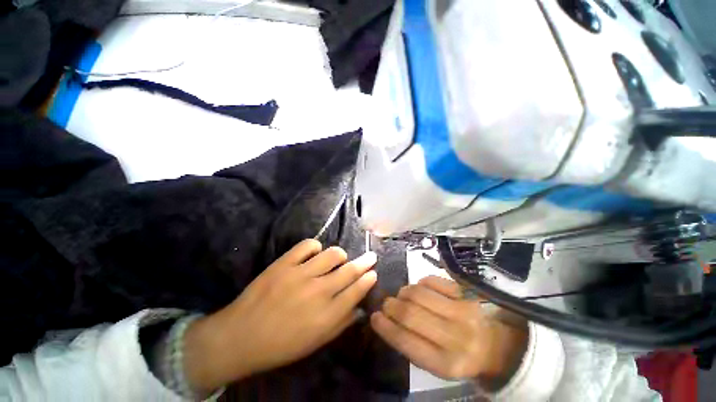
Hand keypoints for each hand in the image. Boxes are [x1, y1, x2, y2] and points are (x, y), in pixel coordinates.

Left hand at [183, 239, 377, 390]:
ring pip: (332, 254)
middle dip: (365, 261)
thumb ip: (341, 323)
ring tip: (339, 258)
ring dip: (340, 255)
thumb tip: (359, 308)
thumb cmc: (281, 345)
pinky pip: (308, 245)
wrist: (240, 337)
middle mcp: (318, 291)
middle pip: (349, 270)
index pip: (356, 290)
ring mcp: (300, 274)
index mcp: (327, 315)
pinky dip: (315, 246)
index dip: (368, 279)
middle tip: (371, 256)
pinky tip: (315, 253)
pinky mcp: (284, 263)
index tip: (374, 272)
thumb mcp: (316, 343)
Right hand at [370, 276, 527, 387]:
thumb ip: (411, 345)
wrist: (494, 344)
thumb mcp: (436, 363)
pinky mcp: (465, 292)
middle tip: (386, 304)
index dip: (386, 327)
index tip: (374, 317)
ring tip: (403, 296)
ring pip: (418, 293)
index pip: (406, 341)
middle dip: (391, 306)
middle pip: (410, 313)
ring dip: (404, 292)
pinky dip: (420, 283)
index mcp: (446, 364)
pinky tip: (421, 289)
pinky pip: (432, 280)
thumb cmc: (460, 356)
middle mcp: (456, 337)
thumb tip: (385, 319)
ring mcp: (462, 311)